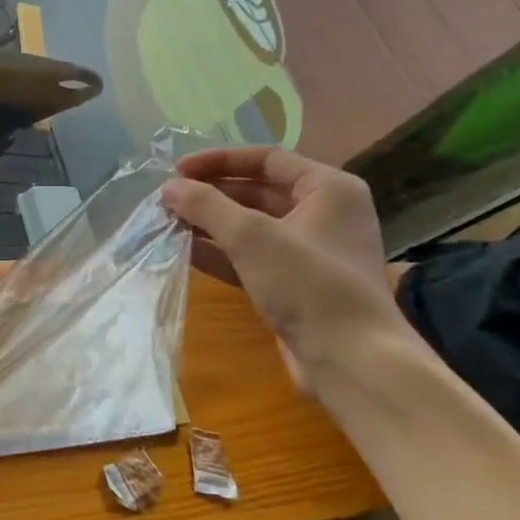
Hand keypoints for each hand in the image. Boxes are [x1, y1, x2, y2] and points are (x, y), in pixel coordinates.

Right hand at [160, 146, 408, 394]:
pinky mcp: (294, 283)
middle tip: (168, 199)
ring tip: (168, 222)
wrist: (352, 361)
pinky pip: (250, 255)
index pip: (266, 158)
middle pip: (257, 190)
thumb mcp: (252, 236)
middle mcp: (323, 213)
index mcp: (328, 189)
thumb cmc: (309, 284)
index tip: (177, 170)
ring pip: (250, 225)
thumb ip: (206, 206)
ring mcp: (308, 251)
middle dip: (210, 194)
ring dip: (209, 222)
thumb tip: (168, 188)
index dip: (219, 160)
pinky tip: (183, 249)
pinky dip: (219, 250)